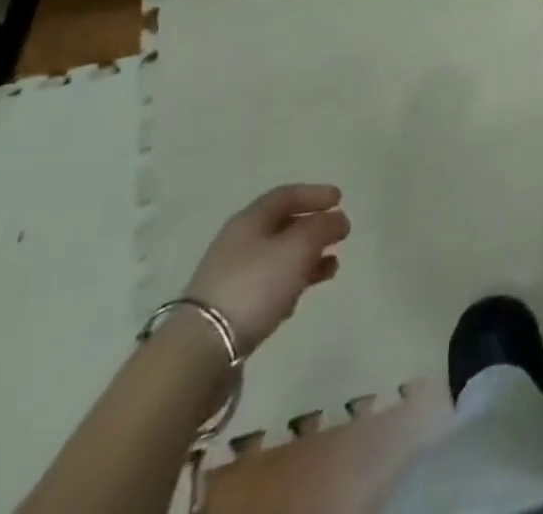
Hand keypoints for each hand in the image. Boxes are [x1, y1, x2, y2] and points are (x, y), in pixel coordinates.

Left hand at [183, 184, 348, 353]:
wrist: (202, 348)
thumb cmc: (255, 284)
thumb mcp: (298, 247)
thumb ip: (322, 228)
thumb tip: (338, 218)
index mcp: (251, 219)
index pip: (286, 195)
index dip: (315, 194)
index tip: (340, 199)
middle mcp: (239, 241)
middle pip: (283, 225)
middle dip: (314, 228)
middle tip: (340, 234)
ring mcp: (233, 275)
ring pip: (278, 257)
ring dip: (307, 258)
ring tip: (332, 267)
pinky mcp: (231, 307)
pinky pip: (269, 284)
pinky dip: (291, 282)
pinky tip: (302, 295)